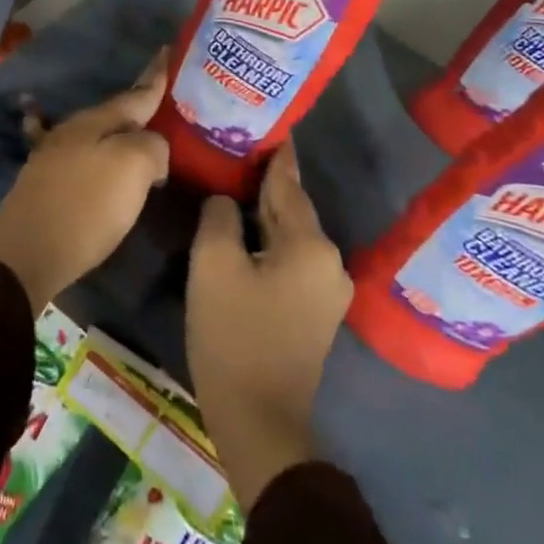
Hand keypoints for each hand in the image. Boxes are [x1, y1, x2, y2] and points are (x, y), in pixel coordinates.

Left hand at [0, 53, 168, 313]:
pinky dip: (81, 147)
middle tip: (167, 102)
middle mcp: (75, 129)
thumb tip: (152, 150)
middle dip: (141, 107)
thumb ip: (153, 146)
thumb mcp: (134, 166)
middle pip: (117, 113)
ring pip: (97, 134)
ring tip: (140, 132)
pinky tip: (53, 134)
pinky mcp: (46, 182)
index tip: (168, 51)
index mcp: (99, 120)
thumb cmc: (87, 204)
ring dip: (118, 131)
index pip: (137, 92)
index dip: (156, 76)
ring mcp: (56, 154)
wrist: (28, 249)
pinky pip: (72, 154)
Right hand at [187, 141, 350, 509]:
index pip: (288, 182)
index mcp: (311, 244)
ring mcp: (327, 291)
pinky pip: (291, 260)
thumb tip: (228, 201)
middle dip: (265, 182)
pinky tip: (245, 235)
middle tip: (236, 151)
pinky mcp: (315, 313)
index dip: (275, 153)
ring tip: (235, 187)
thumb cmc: (234, 335)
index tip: (267, 123)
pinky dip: (269, 242)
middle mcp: (330, 262)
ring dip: (265, 214)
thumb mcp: (213, 264)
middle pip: (292, 208)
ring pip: (290, 235)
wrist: (259, 420)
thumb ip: (220, 216)